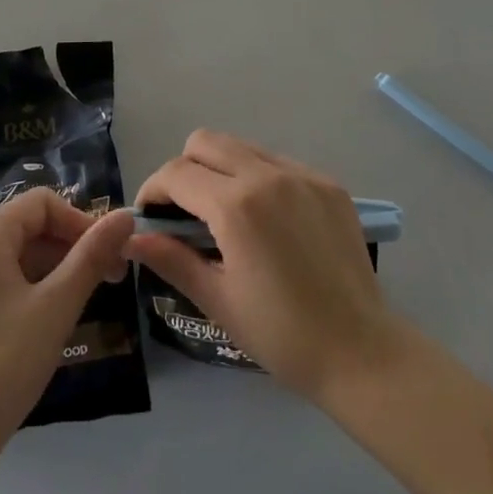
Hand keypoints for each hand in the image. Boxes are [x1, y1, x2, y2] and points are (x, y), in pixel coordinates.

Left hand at [0, 190, 134, 459]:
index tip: (109, 254)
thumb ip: (92, 256)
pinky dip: (39, 288)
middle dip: (74, 246)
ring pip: (24, 255)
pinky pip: (10, 280)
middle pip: (33, 226)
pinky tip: (57, 319)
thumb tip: (126, 216)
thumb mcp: (57, 305)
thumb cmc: (5, 363)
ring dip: (60, 269)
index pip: (43, 203)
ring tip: (88, 301)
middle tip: (112, 279)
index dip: (81, 221)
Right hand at [128, 130, 403, 401]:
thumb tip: (131, 237)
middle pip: (205, 141)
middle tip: (184, 213)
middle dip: (184, 169)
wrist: (360, 351)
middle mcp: (268, 175)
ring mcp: (302, 174)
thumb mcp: (218, 300)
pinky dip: (258, 178)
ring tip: (225, 215)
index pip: (176, 173)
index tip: (148, 217)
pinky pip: (277, 162)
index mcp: (236, 206)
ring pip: (242, 146)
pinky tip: (266, 220)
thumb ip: (171, 259)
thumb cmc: (281, 334)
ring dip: (220, 169)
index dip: (153, 190)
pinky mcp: (327, 182)